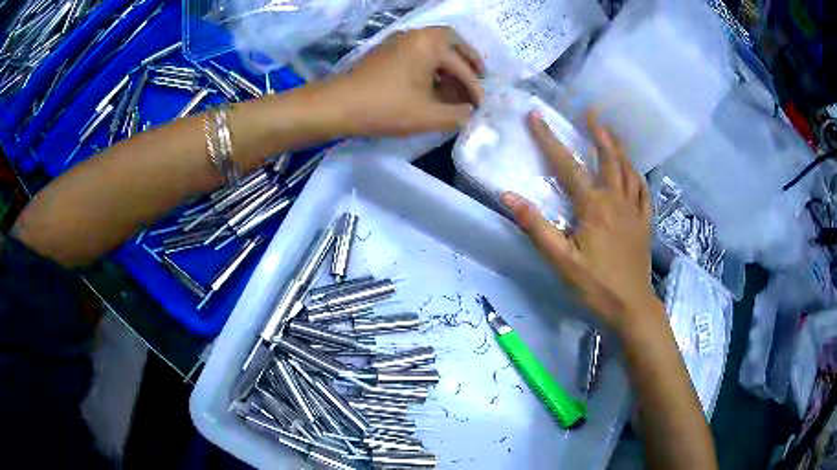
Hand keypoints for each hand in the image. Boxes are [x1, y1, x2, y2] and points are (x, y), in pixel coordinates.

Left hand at [324, 26, 484, 136]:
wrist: (338, 105)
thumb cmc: (386, 107)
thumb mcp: (428, 116)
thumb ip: (457, 114)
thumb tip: (470, 112)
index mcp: (431, 44)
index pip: (462, 67)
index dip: (475, 88)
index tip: (481, 105)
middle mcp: (417, 34)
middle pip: (451, 41)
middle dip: (468, 59)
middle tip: (479, 75)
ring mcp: (398, 39)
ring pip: (433, 44)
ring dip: (449, 60)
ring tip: (457, 81)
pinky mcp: (386, 49)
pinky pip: (418, 49)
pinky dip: (431, 61)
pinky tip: (432, 80)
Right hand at [501, 112, 661, 335]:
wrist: (632, 307)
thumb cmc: (595, 285)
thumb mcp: (560, 261)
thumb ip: (536, 227)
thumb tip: (508, 196)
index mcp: (593, 206)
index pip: (567, 166)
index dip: (549, 139)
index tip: (535, 116)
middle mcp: (616, 200)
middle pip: (608, 158)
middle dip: (598, 132)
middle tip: (591, 112)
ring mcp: (635, 211)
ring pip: (628, 170)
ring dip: (618, 148)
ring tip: (611, 132)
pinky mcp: (645, 223)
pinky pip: (643, 191)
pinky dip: (637, 176)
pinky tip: (634, 171)